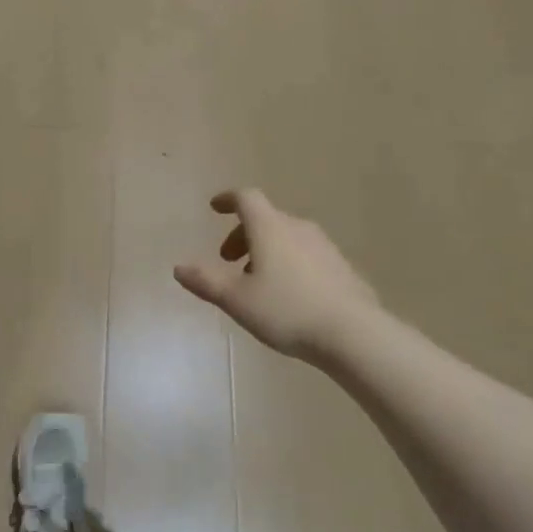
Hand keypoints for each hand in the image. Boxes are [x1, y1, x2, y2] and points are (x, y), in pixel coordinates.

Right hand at [174, 189, 380, 364]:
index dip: (228, 199)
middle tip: (228, 261)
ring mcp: (324, 246)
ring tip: (256, 282)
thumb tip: (179, 267)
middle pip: (265, 218)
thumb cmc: (287, 310)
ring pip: (286, 237)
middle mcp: (297, 228)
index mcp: (269, 228)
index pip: (246, 198)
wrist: (353, 333)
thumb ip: (206, 282)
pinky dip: (288, 262)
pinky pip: (306, 254)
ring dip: (266, 250)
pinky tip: (288, 295)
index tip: (215, 208)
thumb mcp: (237, 300)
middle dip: (242, 235)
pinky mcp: (341, 266)